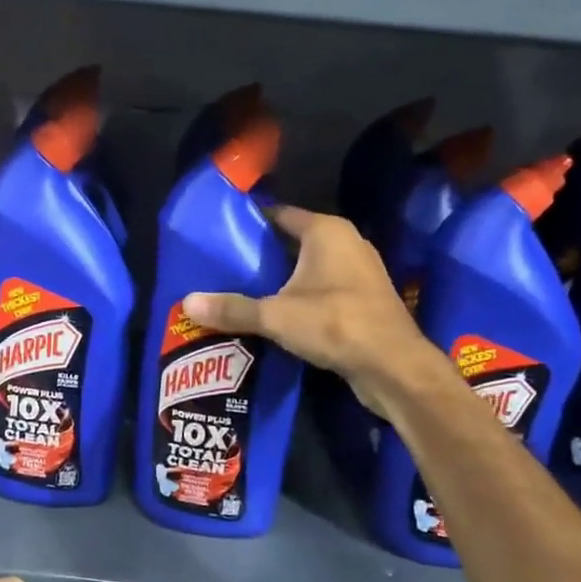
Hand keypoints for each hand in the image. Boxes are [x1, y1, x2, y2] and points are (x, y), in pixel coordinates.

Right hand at [184, 206, 428, 415]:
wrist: (394, 367)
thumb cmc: (336, 325)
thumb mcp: (276, 316)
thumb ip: (232, 309)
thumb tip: (187, 304)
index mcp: (326, 231)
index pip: (279, 214)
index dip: (249, 223)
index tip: (220, 235)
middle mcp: (346, 242)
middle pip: (293, 241)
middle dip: (261, 254)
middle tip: (224, 266)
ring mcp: (360, 271)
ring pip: (309, 266)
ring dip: (281, 277)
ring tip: (243, 289)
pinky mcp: (364, 298)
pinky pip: (323, 287)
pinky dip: (301, 295)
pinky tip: (276, 313)